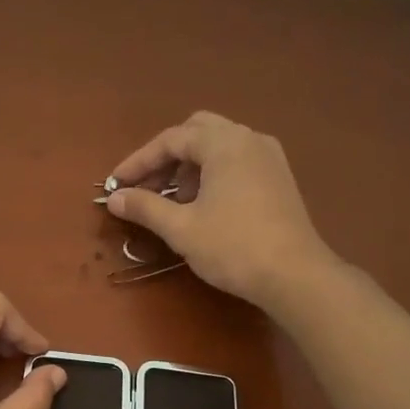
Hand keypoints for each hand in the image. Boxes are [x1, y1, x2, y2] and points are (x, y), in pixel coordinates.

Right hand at [105, 111, 331, 309]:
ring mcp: (269, 157)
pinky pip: (237, 161)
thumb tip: (115, 199)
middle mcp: (249, 139)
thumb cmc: (233, 247)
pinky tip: (203, 205)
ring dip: (189, 166)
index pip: (171, 139)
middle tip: (146, 187)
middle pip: (197, 132)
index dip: (138, 161)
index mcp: (225, 143)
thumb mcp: (181, 228)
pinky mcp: (279, 178)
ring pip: (219, 146)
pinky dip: (213, 174)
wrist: (295, 275)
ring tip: (172, 201)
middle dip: (166, 157)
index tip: (116, 185)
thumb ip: (145, 208)